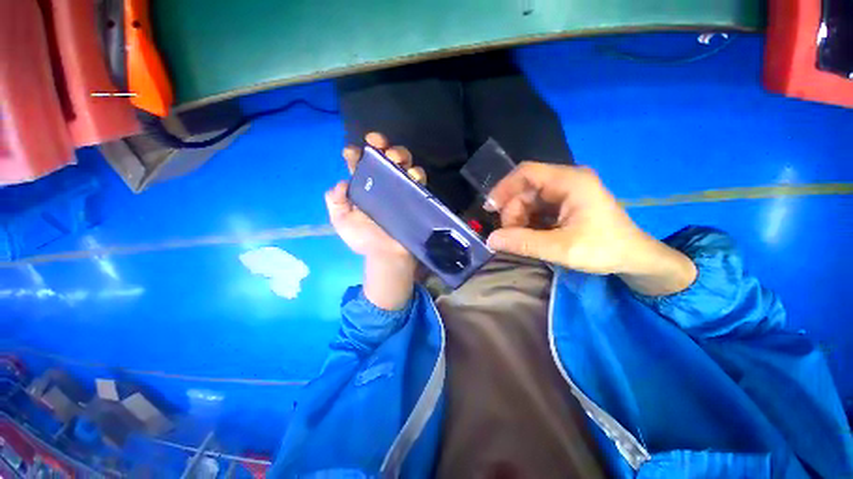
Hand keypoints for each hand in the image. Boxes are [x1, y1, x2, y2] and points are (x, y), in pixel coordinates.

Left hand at [325, 132, 425, 309]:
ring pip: (404, 163)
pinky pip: (419, 179)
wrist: (387, 255)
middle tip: (379, 146)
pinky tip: (411, 175)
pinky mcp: (415, 195)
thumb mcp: (342, 221)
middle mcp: (382, 183)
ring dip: (401, 154)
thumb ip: (336, 202)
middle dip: (382, 145)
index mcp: (364, 186)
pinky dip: (417, 173)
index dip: (355, 153)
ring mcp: (400, 188)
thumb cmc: (365, 239)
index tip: (353, 152)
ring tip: (395, 158)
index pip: (359, 163)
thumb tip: (341, 182)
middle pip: (384, 156)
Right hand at [486, 162, 695, 294]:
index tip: (490, 209)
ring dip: (519, 219)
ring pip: (529, 199)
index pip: (527, 172)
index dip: (504, 188)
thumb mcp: (561, 248)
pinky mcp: (565, 203)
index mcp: (570, 182)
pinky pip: (537, 208)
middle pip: (525, 188)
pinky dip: (528, 222)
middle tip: (509, 235)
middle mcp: (567, 181)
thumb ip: (524, 243)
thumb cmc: (604, 250)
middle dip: (512, 211)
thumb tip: (491, 240)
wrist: (634, 258)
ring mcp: (566, 192)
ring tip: (521, 239)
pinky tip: (530, 236)